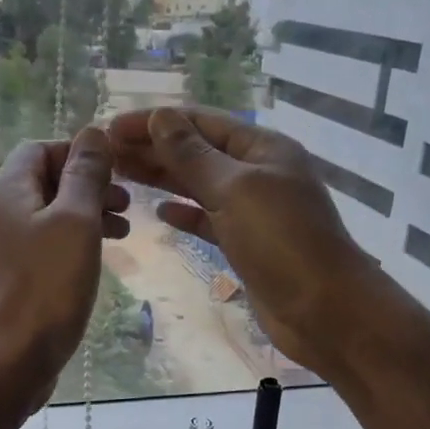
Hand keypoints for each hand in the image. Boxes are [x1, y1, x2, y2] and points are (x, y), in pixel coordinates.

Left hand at [0, 129, 129, 410]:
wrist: (7, 361)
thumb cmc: (46, 286)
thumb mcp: (75, 221)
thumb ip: (85, 175)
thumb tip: (93, 132)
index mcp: (8, 191)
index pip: (40, 148)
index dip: (79, 152)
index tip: (117, 171)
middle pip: (45, 181)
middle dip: (88, 184)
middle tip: (127, 203)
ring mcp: (3, 249)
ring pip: (49, 215)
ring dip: (87, 214)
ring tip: (124, 229)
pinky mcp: (13, 279)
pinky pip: (46, 245)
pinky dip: (74, 242)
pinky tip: (97, 259)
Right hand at [107, 107, 376, 375]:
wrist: (324, 311)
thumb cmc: (281, 242)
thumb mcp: (233, 190)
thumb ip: (192, 155)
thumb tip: (160, 117)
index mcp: (261, 148)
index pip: (199, 122)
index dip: (154, 122)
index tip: (110, 128)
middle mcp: (258, 172)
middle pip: (197, 151)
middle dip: (153, 148)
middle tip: (105, 154)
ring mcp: (254, 209)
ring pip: (200, 185)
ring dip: (163, 178)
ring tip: (121, 175)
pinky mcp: (248, 243)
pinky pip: (210, 219)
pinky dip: (186, 213)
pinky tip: (160, 212)